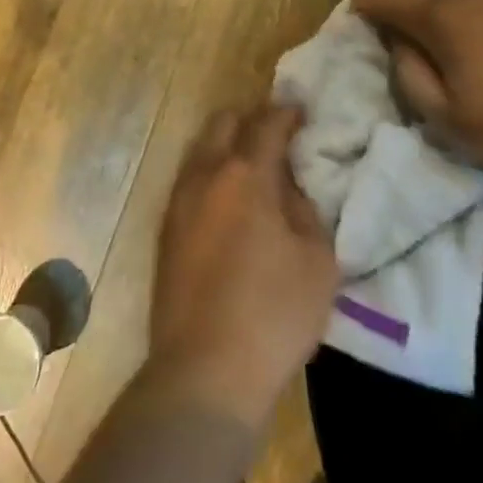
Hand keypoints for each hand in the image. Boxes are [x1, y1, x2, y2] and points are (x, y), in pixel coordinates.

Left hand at [147, 106, 338, 428]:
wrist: (204, 372)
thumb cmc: (273, 315)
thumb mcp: (317, 261)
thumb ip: (306, 211)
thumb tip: (288, 188)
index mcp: (244, 175)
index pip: (266, 124)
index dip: (286, 112)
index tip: (300, 110)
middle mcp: (204, 176)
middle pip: (223, 124)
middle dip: (250, 120)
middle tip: (276, 136)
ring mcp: (178, 202)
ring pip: (200, 150)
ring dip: (226, 147)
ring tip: (252, 168)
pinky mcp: (165, 230)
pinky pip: (189, 182)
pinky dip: (211, 176)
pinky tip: (228, 203)